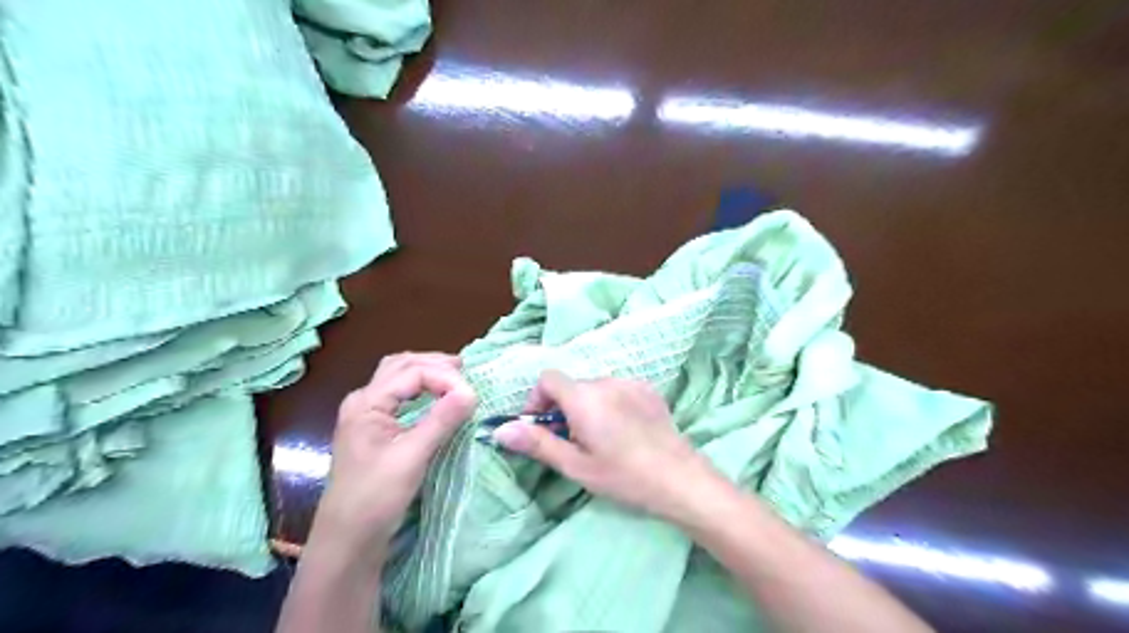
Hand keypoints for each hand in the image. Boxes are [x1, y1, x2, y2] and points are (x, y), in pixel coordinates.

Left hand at [310, 353, 477, 556]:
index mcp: (366, 403)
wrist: (347, 541)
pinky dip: (420, 388)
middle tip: (466, 371)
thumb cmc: (376, 498)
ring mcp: (365, 415)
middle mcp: (363, 401)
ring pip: (398, 377)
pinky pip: (398, 395)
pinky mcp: (373, 430)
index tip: (472, 396)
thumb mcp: (412, 457)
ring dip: (426, 372)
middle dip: (434, 364)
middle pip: (401, 365)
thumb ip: (441, 420)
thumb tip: (472, 391)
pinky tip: (436, 397)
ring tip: (455, 378)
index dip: (445, 378)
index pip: (412, 372)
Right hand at [493, 369, 721, 521]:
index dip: (537, 400)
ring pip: (595, 388)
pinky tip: (624, 431)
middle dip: (563, 408)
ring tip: (601, 439)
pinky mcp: (649, 390)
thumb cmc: (624, 476)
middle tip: (572, 442)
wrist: (681, 479)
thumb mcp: (575, 465)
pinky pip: (618, 389)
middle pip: (572, 385)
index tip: (542, 427)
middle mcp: (606, 381)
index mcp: (584, 397)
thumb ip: (537, 443)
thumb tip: (501, 430)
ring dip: (587, 406)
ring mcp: (631, 383)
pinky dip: (611, 403)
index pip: (547, 378)